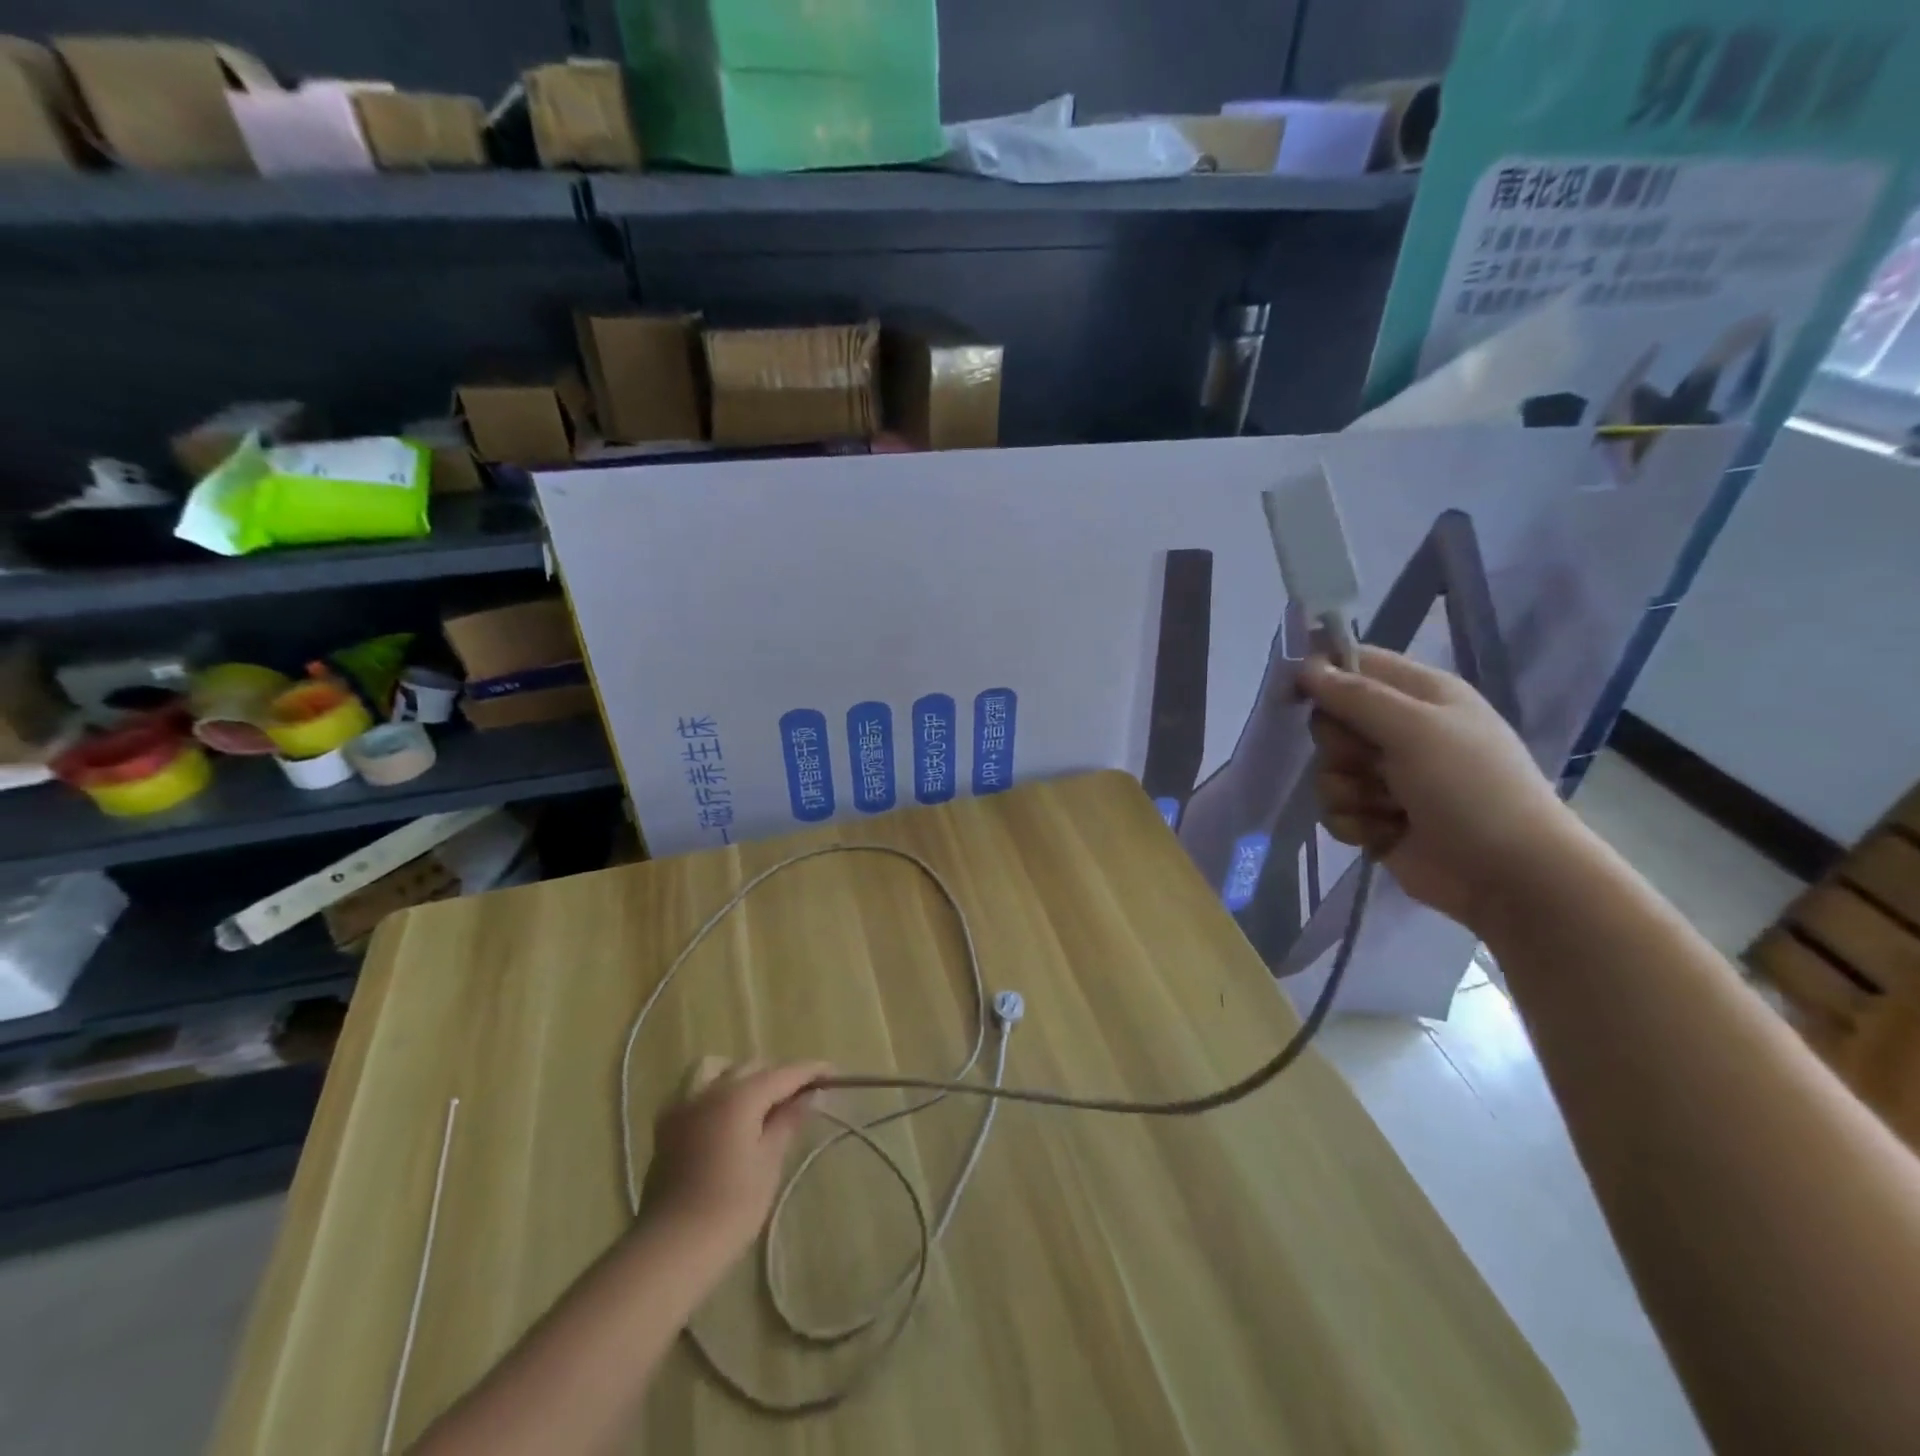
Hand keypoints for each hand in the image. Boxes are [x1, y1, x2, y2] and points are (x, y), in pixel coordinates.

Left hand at [640, 1058, 830, 1262]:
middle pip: (752, 1067)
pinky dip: (716, 1092)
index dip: (811, 1071)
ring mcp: (683, 1106)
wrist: (671, 1249)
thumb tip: (807, 1097)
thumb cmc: (730, 1208)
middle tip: (801, 1096)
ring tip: (760, 1102)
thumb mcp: (768, 1164)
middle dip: (779, 1075)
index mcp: (739, 1096)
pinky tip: (726, 1117)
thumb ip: (787, 1122)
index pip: (784, 1072)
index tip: (833, 1073)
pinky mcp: (666, 1127)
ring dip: (743, 1078)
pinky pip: (696, 1092)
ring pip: (719, 1071)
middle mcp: (710, 1090)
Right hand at [1298, 647, 1581, 933]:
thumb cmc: (1470, 788)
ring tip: (1387, 807)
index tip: (1298, 694)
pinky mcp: (1374, 816)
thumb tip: (1305, 667)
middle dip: (1339, 747)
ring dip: (1348, 791)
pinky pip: (1334, 808)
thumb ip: (1356, 696)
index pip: (1356, 664)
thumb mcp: (1415, 729)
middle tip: (1372, 762)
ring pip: (1327, 770)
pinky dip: (1354, 822)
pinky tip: (1385, 832)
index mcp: (1421, 695)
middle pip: (1331, 722)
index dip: (1323, 675)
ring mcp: (1387, 777)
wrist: (1507, 874)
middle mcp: (1402, 730)